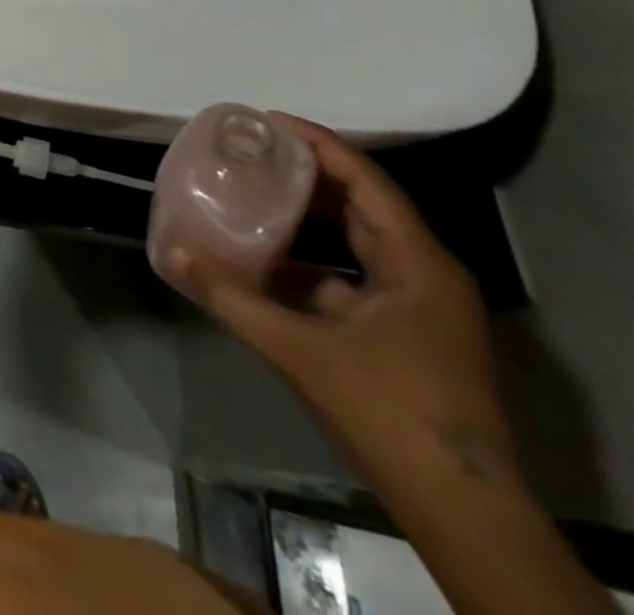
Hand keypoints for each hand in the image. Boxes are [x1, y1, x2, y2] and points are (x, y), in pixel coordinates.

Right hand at [168, 115, 522, 492]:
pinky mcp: (408, 336)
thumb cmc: (389, 412)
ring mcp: (420, 309)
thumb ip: (231, 298)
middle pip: (363, 205)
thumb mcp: (299, 350)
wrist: (462, 512)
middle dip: (307, 174)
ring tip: (253, 195)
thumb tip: (171, 255)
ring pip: (358, 243)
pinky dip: (311, 263)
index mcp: (417, 263)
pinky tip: (266, 264)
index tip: (267, 121)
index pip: (366, 180)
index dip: (318, 144)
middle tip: (251, 152)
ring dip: (308, 218)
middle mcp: (425, 274)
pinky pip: (353, 279)